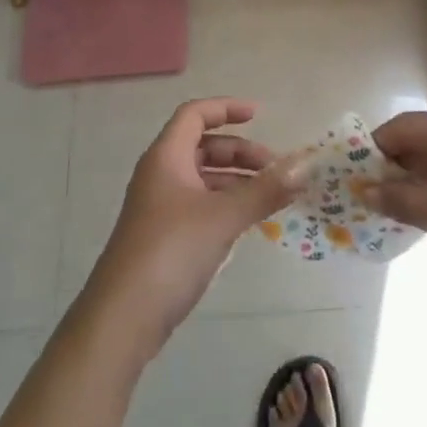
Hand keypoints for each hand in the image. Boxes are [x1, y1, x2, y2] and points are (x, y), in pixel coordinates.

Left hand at [82, 99, 304, 357]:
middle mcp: (160, 174)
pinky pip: (199, 205)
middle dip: (240, 152)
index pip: (195, 115)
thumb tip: (304, 166)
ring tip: (270, 198)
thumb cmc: (171, 251)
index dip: (226, 108)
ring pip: (202, 179)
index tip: (259, 115)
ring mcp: (159, 207)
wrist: (122, 318)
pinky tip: (247, 223)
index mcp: (166, 157)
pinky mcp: (162, 237)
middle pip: (203, 147)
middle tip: (275, 170)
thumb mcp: (223, 217)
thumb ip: (264, 191)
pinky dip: (224, 205)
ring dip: (236, 181)